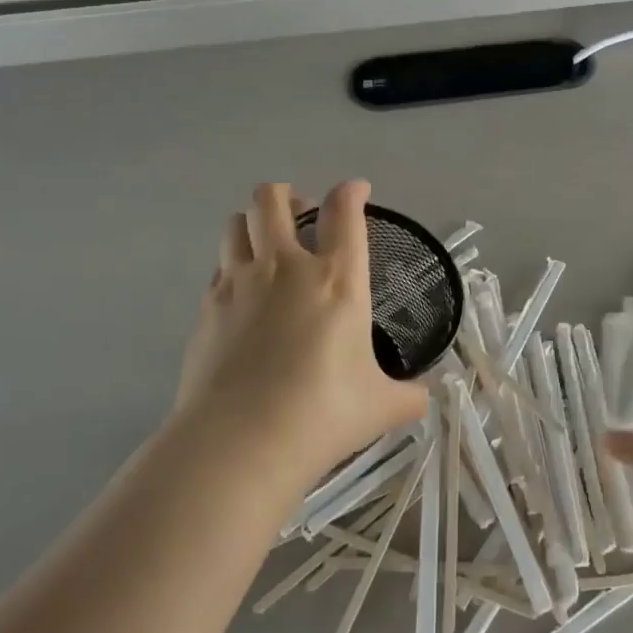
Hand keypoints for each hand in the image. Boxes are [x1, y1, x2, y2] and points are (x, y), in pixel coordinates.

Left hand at [172, 180, 430, 491]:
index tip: (357, 191)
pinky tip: (243, 294)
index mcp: (337, 279)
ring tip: (266, 244)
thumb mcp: (382, 406)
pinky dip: (232, 267)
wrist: (242, 440)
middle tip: (300, 216)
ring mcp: (239, 283)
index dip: (352, 192)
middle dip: (286, 195)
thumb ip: (408, 396)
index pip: (344, 212)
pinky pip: (218, 267)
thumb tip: (425, 399)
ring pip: (237, 223)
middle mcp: (285, 267)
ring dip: (253, 223)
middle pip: (273, 199)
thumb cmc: (324, 413)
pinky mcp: (207, 308)